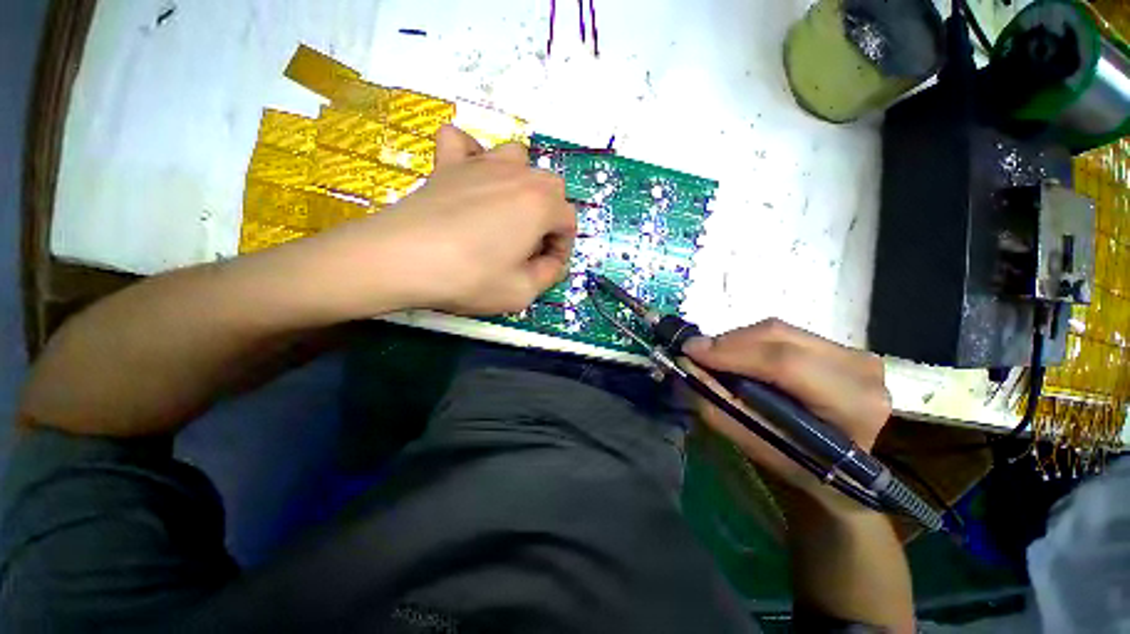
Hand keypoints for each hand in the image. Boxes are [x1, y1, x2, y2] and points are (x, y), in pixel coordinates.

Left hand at [298, 125, 575, 318]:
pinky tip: (470, 177)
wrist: (402, 259)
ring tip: (507, 211)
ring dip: (521, 184)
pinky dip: (471, 155)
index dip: (563, 248)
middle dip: (549, 216)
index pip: (568, 222)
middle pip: (551, 187)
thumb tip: (551, 261)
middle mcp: (518, 175)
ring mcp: (480, 163)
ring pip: (517, 158)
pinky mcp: (447, 163)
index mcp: (541, 205)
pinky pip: (463, 142)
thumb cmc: (470, 277)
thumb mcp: (523, 292)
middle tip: (530, 244)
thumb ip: (549, 275)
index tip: (547, 266)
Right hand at [683, 319, 891, 508]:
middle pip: (779, 337)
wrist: (846, 469)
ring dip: (738, 341)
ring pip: (779, 331)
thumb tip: (686, 366)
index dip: (731, 352)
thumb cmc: (801, 465)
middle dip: (728, 342)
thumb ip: (719, 405)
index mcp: (851, 403)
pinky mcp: (840, 346)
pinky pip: (784, 333)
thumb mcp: (756, 444)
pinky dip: (752, 342)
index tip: (690, 351)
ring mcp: (853, 353)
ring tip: (715, 357)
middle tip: (696, 352)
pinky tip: (739, 356)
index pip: (784, 363)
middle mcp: (859, 369)